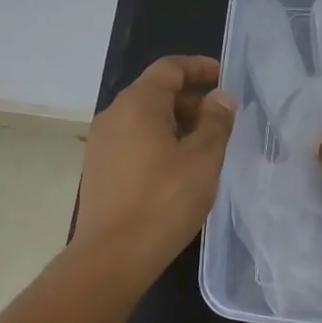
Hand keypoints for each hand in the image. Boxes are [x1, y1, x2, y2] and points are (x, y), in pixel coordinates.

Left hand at [72, 55, 236, 269]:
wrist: (113, 255)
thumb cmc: (164, 201)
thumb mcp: (203, 160)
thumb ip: (216, 122)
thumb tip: (220, 97)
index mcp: (138, 104)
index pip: (169, 68)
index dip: (198, 68)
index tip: (223, 76)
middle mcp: (113, 114)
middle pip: (154, 91)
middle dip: (189, 98)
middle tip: (220, 117)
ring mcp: (101, 143)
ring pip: (142, 118)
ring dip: (174, 122)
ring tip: (203, 143)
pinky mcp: (98, 168)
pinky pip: (132, 140)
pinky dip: (157, 140)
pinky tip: (177, 166)